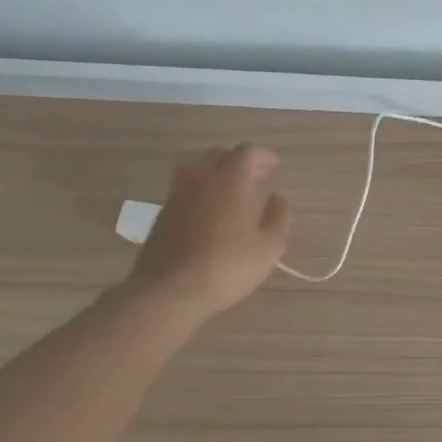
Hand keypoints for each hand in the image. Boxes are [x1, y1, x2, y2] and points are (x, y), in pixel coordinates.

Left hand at [125, 145, 291, 321]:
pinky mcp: (162, 213)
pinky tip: (209, 214)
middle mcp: (202, 177)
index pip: (248, 151)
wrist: (169, 290)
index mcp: (231, 178)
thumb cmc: (228, 265)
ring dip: (217, 175)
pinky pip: (185, 190)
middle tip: (256, 178)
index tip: (274, 167)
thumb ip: (278, 216)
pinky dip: (200, 193)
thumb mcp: (269, 246)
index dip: (264, 156)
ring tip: (231, 194)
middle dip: (240, 162)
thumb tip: (278, 198)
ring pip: (198, 170)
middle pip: (221, 155)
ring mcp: (177, 193)